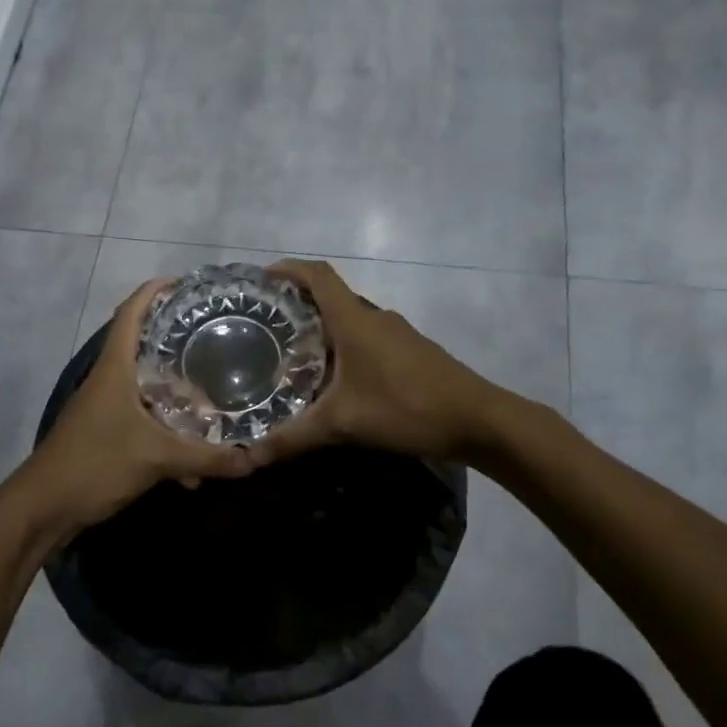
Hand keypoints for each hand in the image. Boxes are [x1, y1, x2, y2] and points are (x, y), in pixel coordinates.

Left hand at [1, 279, 256, 551]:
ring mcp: (106, 407)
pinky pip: (146, 420)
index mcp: (115, 368)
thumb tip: (255, 459)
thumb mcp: (156, 458)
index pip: (132, 311)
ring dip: (178, 391)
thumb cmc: (95, 464)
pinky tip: (194, 459)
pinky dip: (169, 431)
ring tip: (216, 393)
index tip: (189, 285)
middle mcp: (109, 380)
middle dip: (179, 341)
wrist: (43, 509)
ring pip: (148, 386)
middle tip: (218, 338)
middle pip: (144, 345)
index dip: (156, 290)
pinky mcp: (107, 434)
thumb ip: (207, 457)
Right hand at [250, 259, 497, 464]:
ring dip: (321, 331)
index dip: (288, 269)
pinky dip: (343, 348)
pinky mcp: (410, 352)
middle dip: (297, 306)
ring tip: (292, 356)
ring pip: (349, 321)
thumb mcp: (343, 424)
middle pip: (330, 298)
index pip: (317, 275)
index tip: (262, 277)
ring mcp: (396, 334)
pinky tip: (334, 380)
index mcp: (354, 320)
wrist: (479, 420)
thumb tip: (248, 458)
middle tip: (265, 328)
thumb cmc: (406, 408)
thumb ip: (293, 439)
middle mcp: (375, 318)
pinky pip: (366, 339)